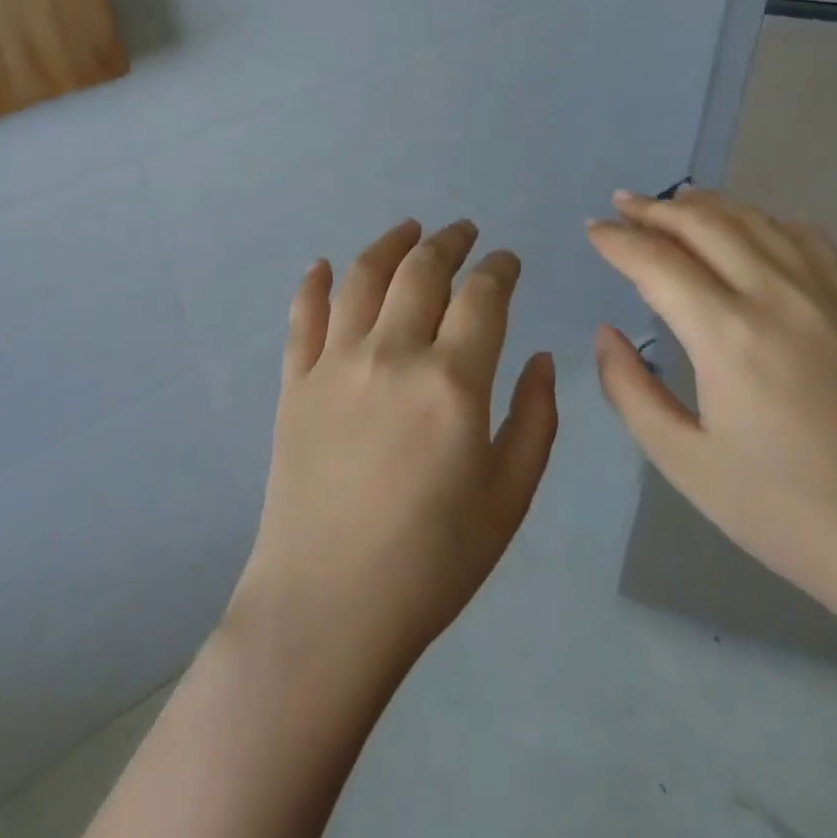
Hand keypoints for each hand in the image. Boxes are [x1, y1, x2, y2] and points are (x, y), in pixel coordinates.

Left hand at [230, 219, 558, 683]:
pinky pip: (303, 316)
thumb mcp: (509, 498)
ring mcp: (335, 364)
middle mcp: (392, 354)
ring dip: (390, 243)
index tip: (508, 262)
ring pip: (364, 277)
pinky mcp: (294, 383)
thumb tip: (542, 359)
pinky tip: (324, 266)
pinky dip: (315, 283)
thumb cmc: (433, 561)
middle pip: (423, 270)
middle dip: (450, 241)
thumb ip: (536, 419)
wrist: (328, 607)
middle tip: (464, 232)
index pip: (483, 295)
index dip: (500, 269)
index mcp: (452, 381)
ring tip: (409, 229)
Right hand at [585, 189, 836, 619]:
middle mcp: (777, 297)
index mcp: (728, 336)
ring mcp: (827, 296)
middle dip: (655, 210)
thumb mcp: (684, 462)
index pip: (657, 262)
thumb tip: (606, 334)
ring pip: (756, 221)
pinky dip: (766, 221)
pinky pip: (807, 239)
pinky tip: (753, 229)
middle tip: (620, 205)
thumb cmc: (784, 511)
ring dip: (707, 205)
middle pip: (705, 224)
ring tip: (673, 203)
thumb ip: (630, 390)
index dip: (617, 240)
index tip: (592, 229)